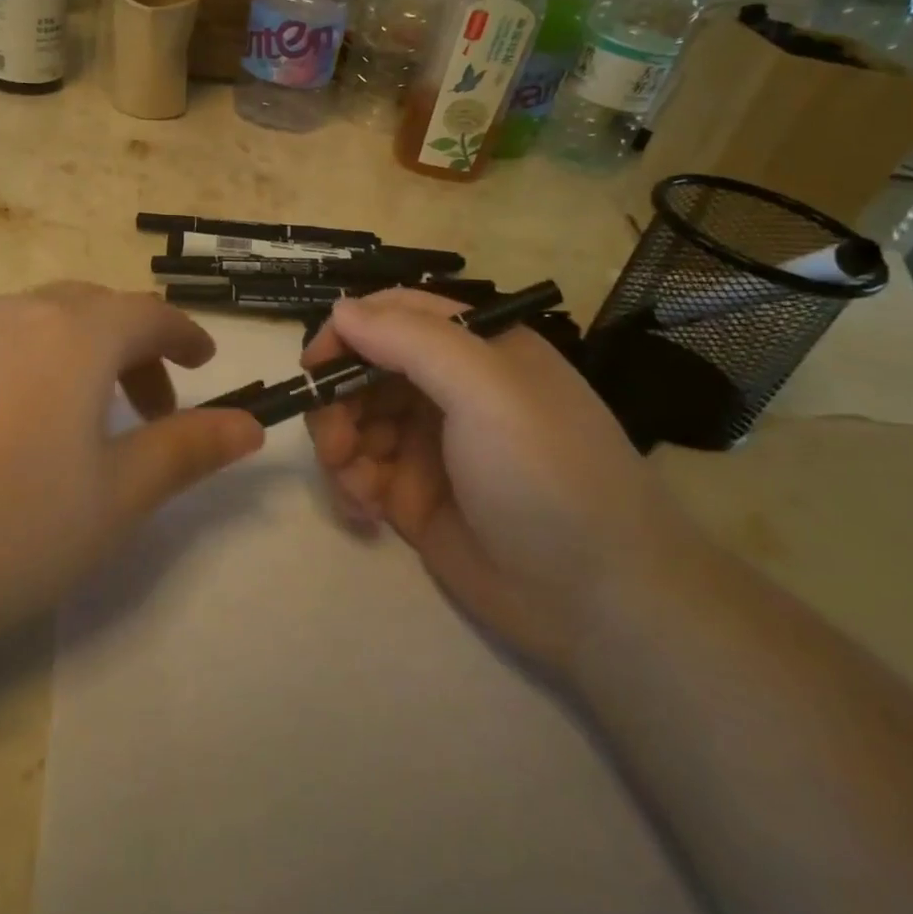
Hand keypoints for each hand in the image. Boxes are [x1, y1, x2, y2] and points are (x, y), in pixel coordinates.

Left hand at [0, 283, 263, 668]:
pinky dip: (33, 369)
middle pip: (94, 310)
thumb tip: (252, 425)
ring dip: (83, 359)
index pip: (147, 313)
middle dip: (135, 350)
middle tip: (153, 410)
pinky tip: (16, 436)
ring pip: (42, 325)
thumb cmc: (2, 529)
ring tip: (88, 428)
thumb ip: (187, 451)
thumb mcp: (114, 499)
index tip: (206, 363)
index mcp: (74, 334)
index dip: (185, 334)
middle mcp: (16, 315)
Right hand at [302, 289, 690, 677]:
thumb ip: (409, 340)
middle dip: (337, 402)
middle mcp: (449, 389)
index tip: (313, 367)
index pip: (394, 316)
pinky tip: (365, 514)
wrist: (599, 602)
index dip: (347, 333)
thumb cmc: (546, 474)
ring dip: (339, 448)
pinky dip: (349, 486)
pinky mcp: (412, 496)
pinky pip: (358, 474)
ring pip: (353, 422)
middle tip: (334, 444)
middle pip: (363, 371)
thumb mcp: (486, 390)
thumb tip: (339, 311)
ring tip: (355, 487)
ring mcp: (429, 444)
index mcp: (475, 349)